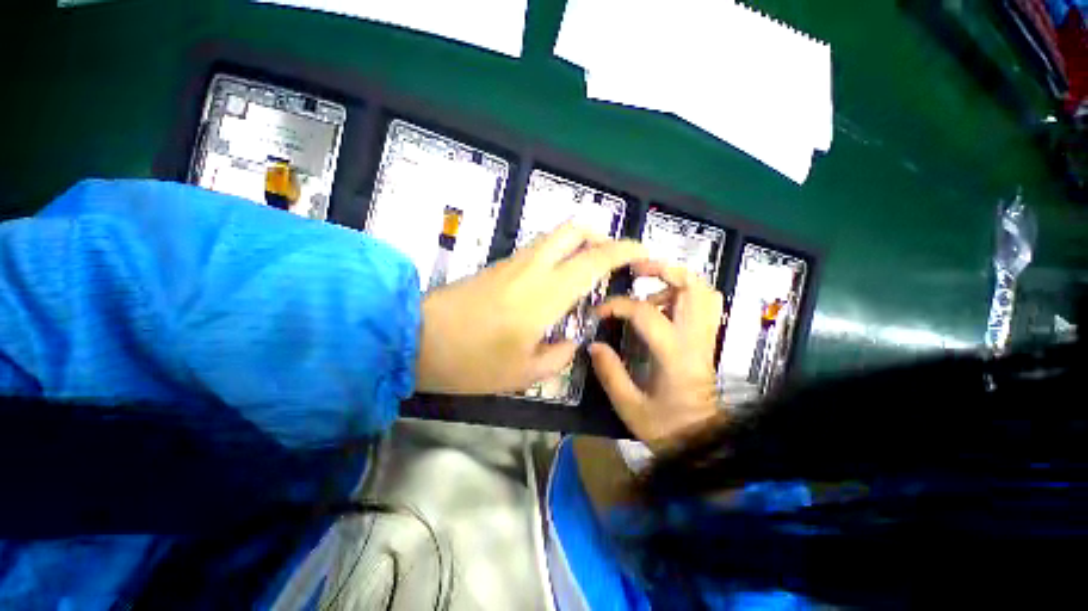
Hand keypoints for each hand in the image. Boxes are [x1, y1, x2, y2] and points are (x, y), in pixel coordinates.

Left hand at [415, 223, 647, 394]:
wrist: (415, 338)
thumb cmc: (471, 362)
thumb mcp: (523, 373)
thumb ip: (558, 355)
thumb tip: (572, 340)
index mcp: (545, 294)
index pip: (594, 260)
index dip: (624, 251)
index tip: (643, 254)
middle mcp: (533, 267)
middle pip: (574, 230)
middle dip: (600, 237)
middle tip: (611, 261)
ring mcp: (513, 262)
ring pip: (555, 236)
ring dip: (578, 245)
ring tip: (588, 271)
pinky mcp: (499, 265)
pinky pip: (538, 249)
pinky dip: (559, 254)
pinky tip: (558, 280)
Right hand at [589, 262, 723, 445]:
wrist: (704, 442)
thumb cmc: (667, 428)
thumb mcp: (630, 406)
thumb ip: (610, 373)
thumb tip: (593, 345)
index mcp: (674, 356)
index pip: (646, 313)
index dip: (618, 305)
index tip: (599, 312)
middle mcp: (695, 340)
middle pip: (693, 287)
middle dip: (664, 270)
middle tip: (636, 270)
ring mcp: (706, 338)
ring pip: (704, 292)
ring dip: (676, 280)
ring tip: (648, 287)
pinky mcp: (707, 341)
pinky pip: (705, 304)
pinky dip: (685, 294)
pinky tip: (662, 305)